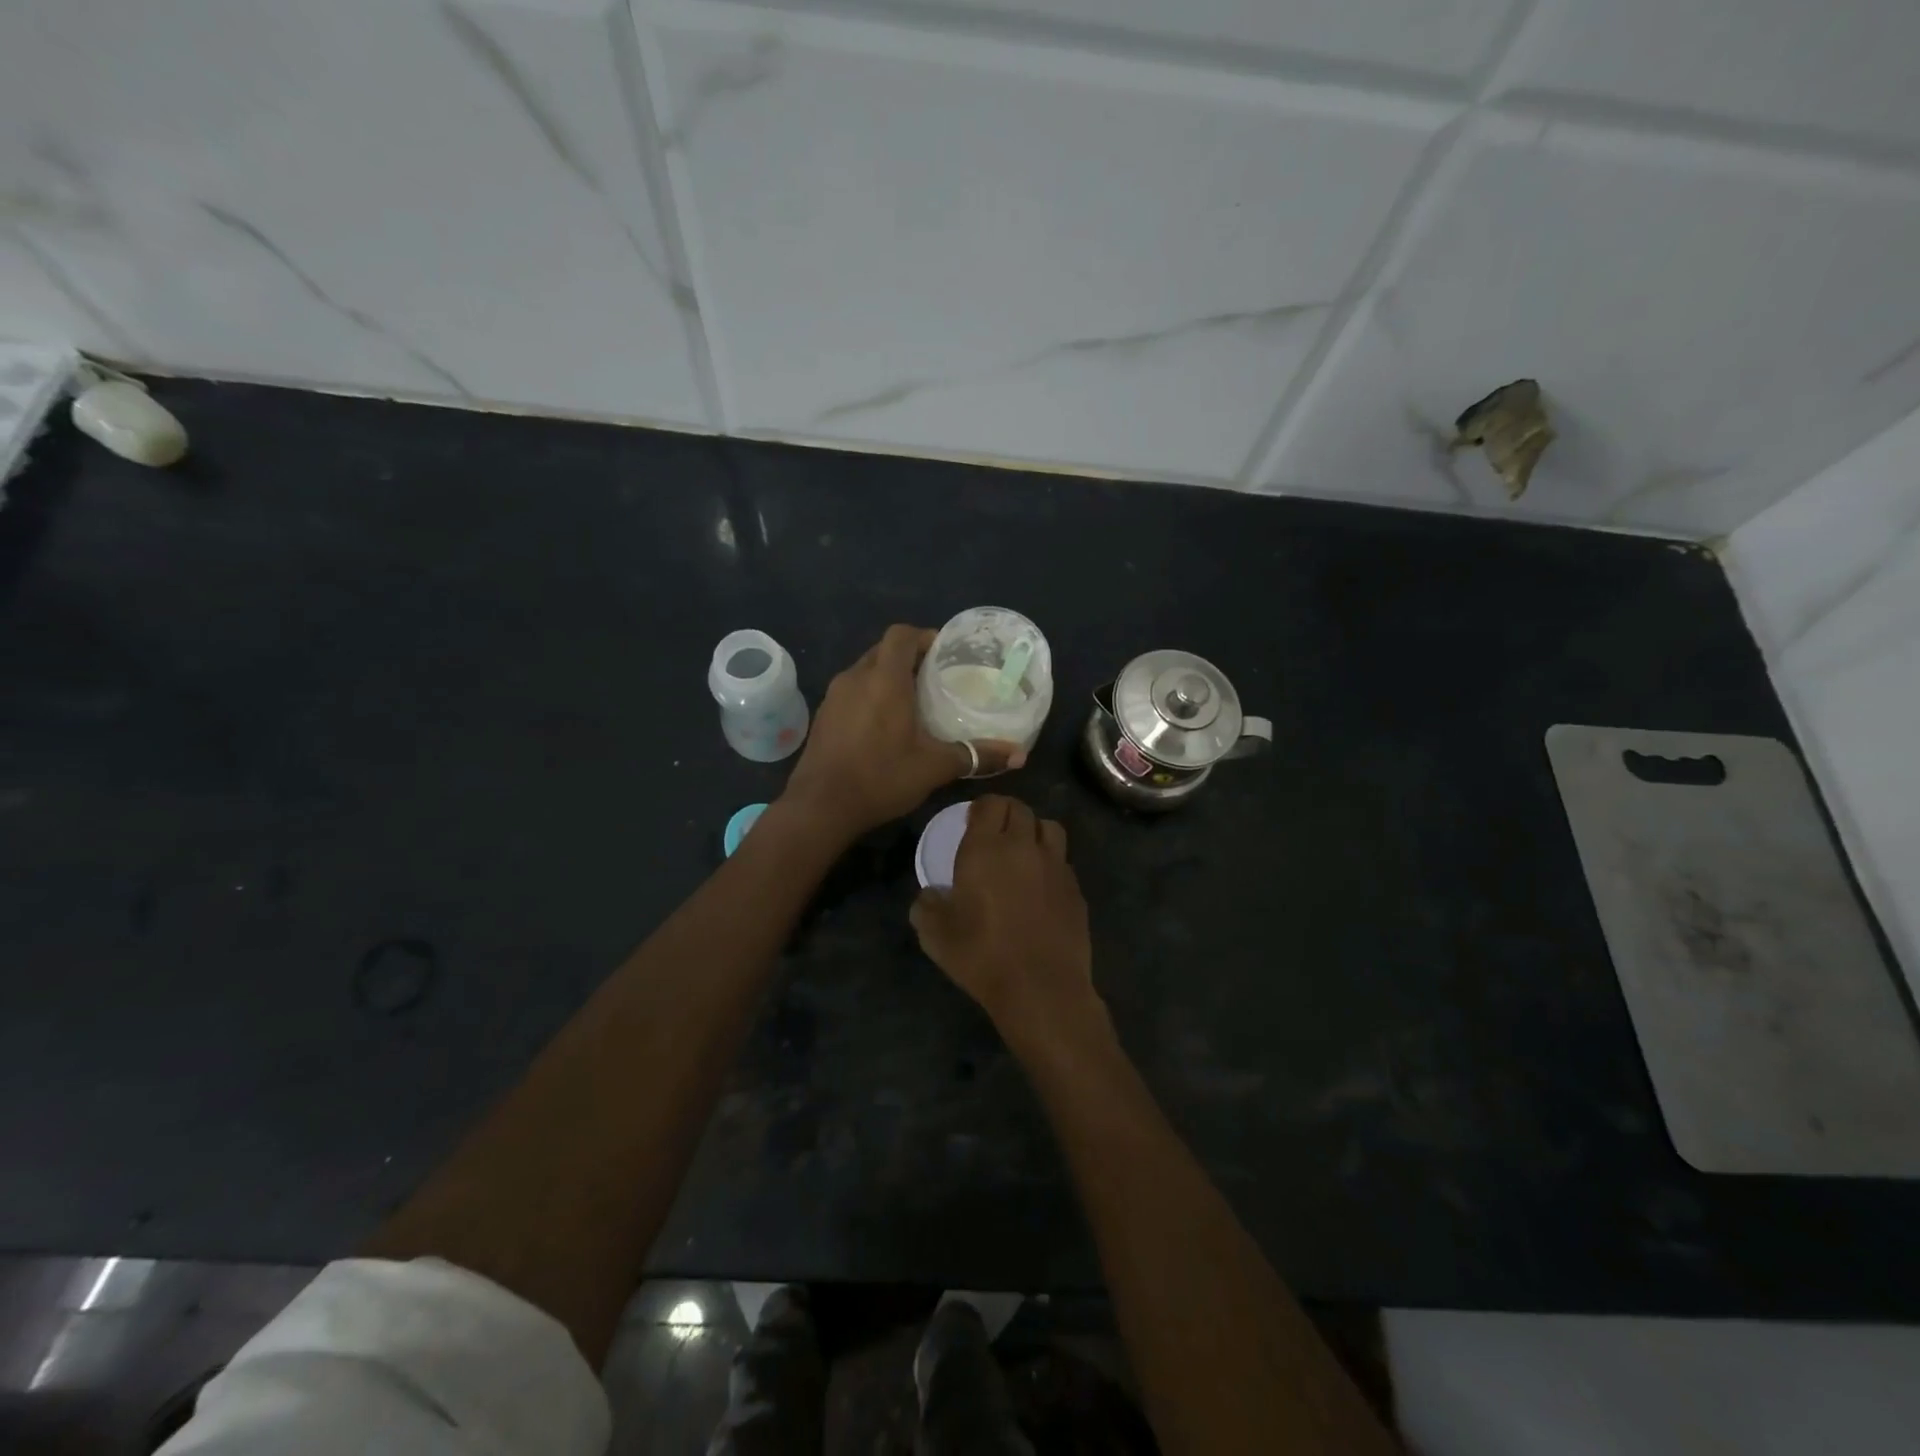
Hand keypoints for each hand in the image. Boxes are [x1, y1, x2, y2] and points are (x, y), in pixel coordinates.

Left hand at [782, 624, 1023, 839]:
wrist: (820, 806)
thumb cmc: (880, 777)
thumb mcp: (934, 767)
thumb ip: (976, 756)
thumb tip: (1020, 756)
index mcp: (884, 679)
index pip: (902, 634)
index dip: (924, 636)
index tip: (945, 653)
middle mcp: (856, 677)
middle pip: (884, 650)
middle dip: (909, 657)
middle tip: (935, 678)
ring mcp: (834, 696)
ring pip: (865, 670)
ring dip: (888, 676)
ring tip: (913, 701)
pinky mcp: (824, 715)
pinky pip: (852, 691)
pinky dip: (870, 695)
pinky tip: (884, 725)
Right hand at [910, 794, 1097, 1043]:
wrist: (1040, 988)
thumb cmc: (981, 956)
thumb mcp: (935, 935)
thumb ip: (926, 906)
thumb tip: (929, 896)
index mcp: (986, 849)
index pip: (990, 804)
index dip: (981, 806)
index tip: (972, 819)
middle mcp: (1023, 847)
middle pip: (1020, 809)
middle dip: (1006, 813)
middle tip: (995, 832)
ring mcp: (1056, 866)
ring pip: (1049, 827)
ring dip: (1034, 831)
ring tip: (1024, 850)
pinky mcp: (1076, 889)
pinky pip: (1063, 861)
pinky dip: (1051, 863)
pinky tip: (1041, 886)